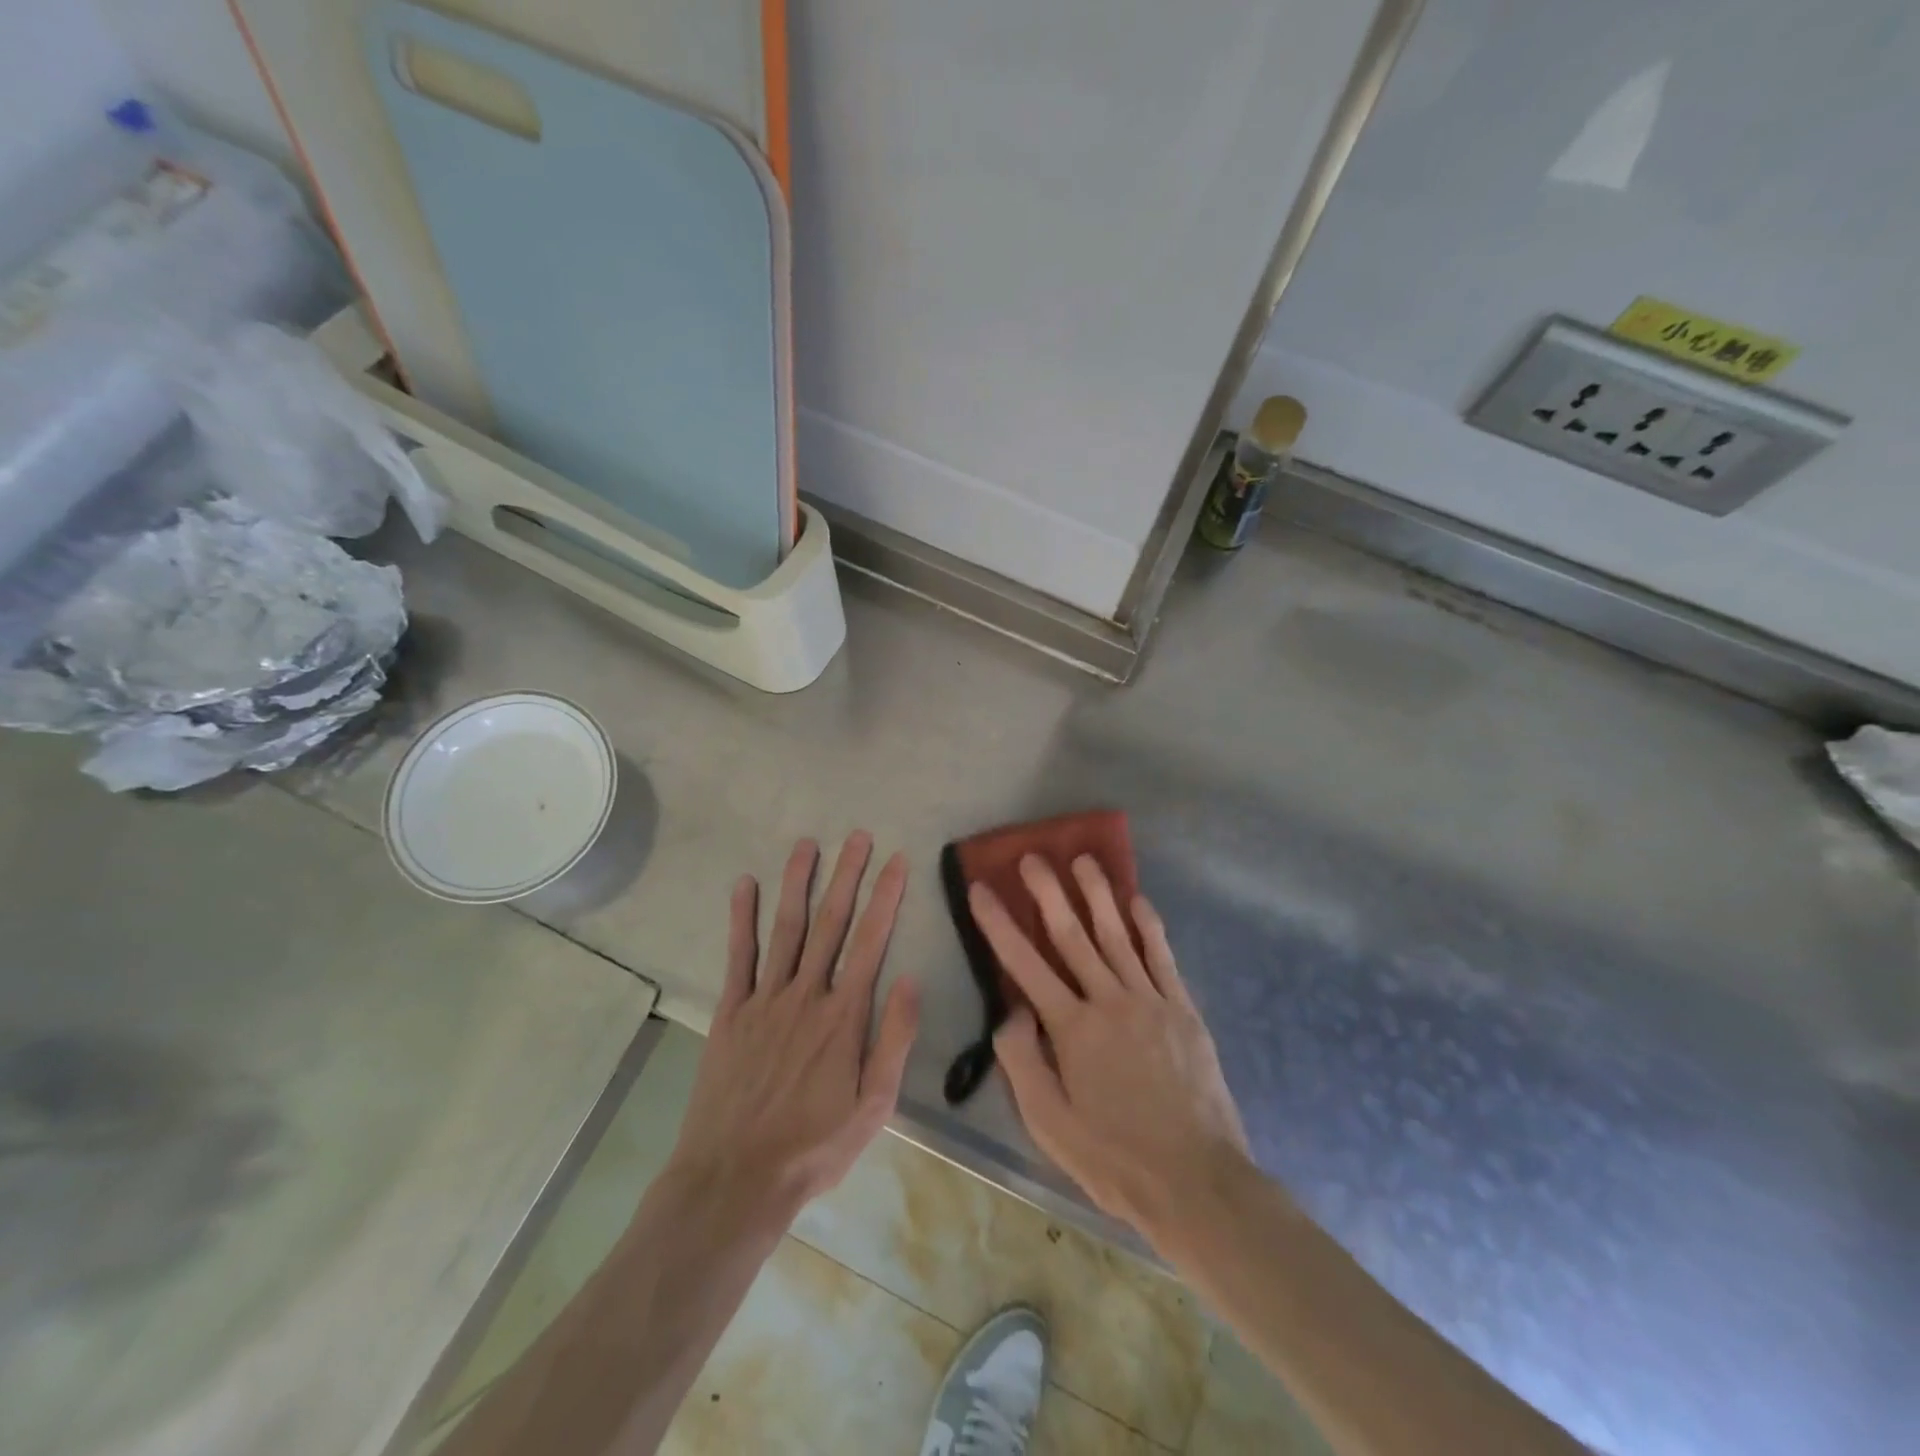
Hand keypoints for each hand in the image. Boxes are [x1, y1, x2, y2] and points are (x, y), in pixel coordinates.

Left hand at [664, 834, 920, 1228]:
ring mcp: (764, 1000)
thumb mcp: (874, 1106)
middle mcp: (806, 995)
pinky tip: (744, 886)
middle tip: (857, 836)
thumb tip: (909, 979)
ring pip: (786, 929)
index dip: (885, 897)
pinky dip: (741, 919)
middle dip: (847, 876)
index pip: (871, 941)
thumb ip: (894, 1040)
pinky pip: (738, 957)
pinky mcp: (731, 1012)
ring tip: (807, 844)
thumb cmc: (814, 1146)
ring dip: (798, 884)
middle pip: (831, 924)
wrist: (735, 1179)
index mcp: (844, 1015)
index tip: (895, 860)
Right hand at [969, 855, 1248, 1249]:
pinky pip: (1162, 957)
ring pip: (1118, 935)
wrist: (1197, 1181)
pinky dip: (1149, 926)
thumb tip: (1011, 1009)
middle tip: (1032, 857)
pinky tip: (1138, 900)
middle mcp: (1110, 1001)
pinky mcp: (1183, 1009)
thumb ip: (1021, 1061)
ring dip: (1097, 894)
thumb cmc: (1114, 1157)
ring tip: (1082, 859)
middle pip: (1072, 936)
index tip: (981, 889)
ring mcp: (1150, 1001)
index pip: (1025, 964)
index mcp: (1072, 1029)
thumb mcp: (1049, 1123)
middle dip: (1048, 893)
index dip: (999, 924)